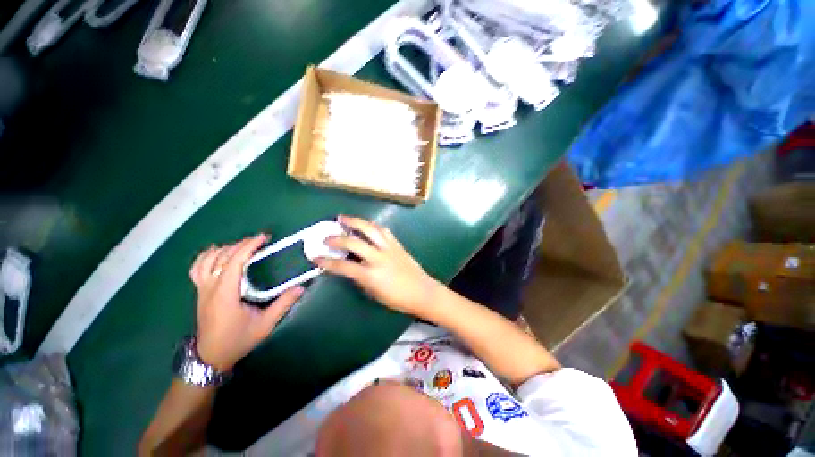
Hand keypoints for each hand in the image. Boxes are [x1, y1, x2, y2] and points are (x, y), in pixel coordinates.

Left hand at [189, 234, 303, 371]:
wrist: (211, 357)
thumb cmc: (238, 340)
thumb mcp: (265, 325)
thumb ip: (283, 304)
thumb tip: (300, 287)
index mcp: (225, 295)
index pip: (233, 262)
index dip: (247, 247)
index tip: (262, 238)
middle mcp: (210, 289)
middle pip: (220, 257)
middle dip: (239, 245)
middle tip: (258, 241)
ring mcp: (201, 290)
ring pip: (206, 261)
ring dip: (224, 249)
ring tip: (241, 245)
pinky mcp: (199, 293)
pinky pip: (197, 268)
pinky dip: (206, 256)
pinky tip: (216, 252)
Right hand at [315, 216, 441, 318]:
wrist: (422, 291)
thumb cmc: (397, 298)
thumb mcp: (374, 293)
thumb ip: (360, 279)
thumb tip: (350, 267)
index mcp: (371, 275)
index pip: (343, 266)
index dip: (326, 262)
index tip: (315, 257)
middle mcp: (378, 258)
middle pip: (354, 242)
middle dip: (337, 238)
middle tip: (326, 237)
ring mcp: (389, 248)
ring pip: (370, 229)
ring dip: (355, 222)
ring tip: (343, 218)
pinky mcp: (397, 244)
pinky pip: (383, 231)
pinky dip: (372, 226)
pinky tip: (366, 224)